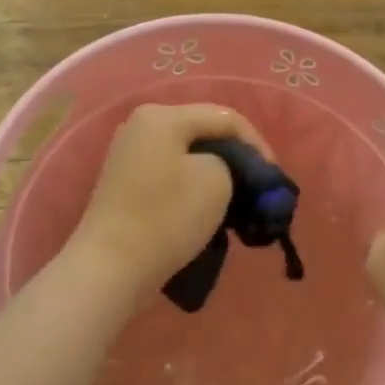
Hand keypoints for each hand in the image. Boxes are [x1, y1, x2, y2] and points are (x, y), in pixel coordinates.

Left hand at [66, 102, 273, 298]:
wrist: (111, 268)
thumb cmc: (167, 217)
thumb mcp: (216, 180)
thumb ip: (231, 162)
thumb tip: (223, 168)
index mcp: (162, 116)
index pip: (226, 118)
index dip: (257, 144)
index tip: (274, 177)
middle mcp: (141, 125)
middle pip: (204, 132)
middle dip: (236, 157)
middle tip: (258, 185)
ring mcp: (129, 154)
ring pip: (187, 154)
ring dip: (215, 172)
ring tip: (236, 199)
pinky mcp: (125, 183)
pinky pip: (170, 173)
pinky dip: (192, 185)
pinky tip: (206, 207)